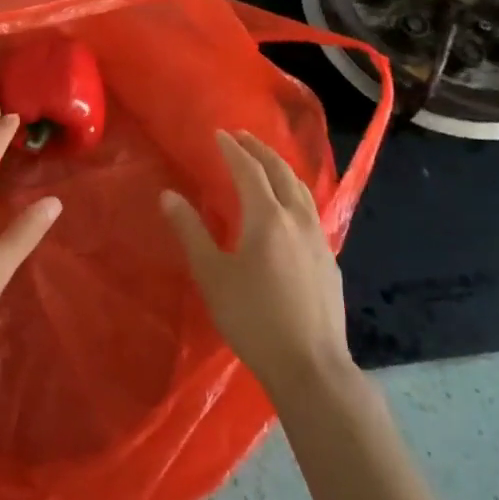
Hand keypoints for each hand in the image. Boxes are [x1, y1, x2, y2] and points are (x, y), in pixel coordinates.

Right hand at [161, 130, 351, 400]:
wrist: (310, 365)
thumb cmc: (252, 318)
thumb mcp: (211, 275)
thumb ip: (190, 231)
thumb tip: (169, 196)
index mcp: (267, 217)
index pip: (249, 170)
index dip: (233, 150)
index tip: (219, 134)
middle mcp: (297, 219)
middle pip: (281, 172)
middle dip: (260, 150)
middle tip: (242, 137)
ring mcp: (318, 239)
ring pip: (302, 190)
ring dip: (281, 169)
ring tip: (266, 163)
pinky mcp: (329, 260)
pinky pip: (311, 211)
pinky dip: (295, 194)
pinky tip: (289, 209)